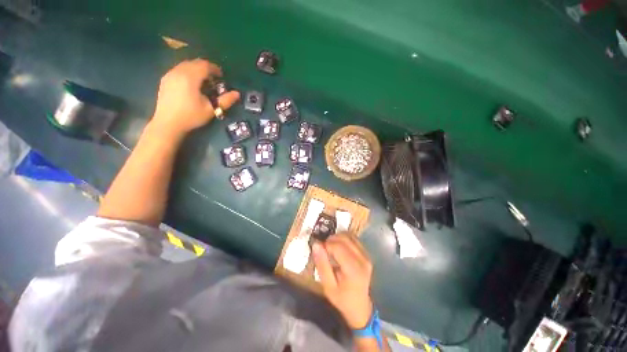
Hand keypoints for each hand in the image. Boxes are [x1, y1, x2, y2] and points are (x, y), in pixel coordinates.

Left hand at [151, 59, 239, 136]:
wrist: (168, 123)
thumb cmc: (191, 117)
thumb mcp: (211, 110)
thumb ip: (225, 100)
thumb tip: (237, 93)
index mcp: (190, 77)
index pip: (204, 65)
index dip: (215, 69)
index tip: (222, 76)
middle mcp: (178, 72)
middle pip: (195, 63)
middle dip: (206, 68)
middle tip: (214, 79)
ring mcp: (170, 74)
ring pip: (186, 65)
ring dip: (196, 69)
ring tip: (203, 81)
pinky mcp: (165, 79)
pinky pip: (179, 69)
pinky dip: (188, 72)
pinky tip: (191, 83)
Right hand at [312, 233, 373, 328]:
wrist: (360, 307)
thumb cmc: (342, 299)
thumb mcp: (328, 286)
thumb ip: (322, 264)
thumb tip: (316, 244)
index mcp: (354, 269)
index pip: (338, 247)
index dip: (326, 245)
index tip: (319, 251)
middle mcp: (363, 259)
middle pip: (344, 238)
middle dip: (331, 240)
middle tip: (323, 249)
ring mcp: (366, 255)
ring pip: (349, 236)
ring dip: (337, 238)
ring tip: (330, 248)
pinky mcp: (366, 253)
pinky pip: (353, 239)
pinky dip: (344, 239)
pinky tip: (339, 247)